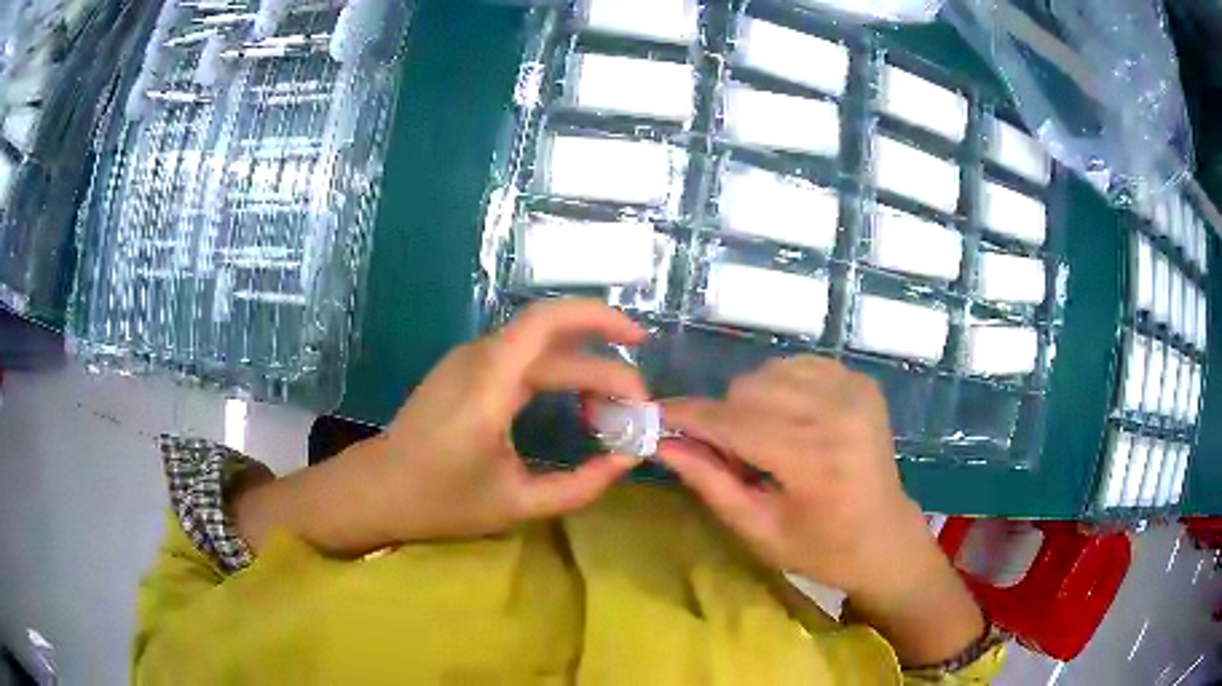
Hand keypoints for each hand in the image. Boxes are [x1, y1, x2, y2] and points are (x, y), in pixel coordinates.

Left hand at [235, 299, 648, 554]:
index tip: (642, 342)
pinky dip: (558, 374)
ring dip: (582, 369)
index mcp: (489, 383)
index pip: (549, 321)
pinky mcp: (464, 370)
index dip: (600, 318)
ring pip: (540, 347)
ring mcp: (469, 360)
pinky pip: (522, 359)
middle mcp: (480, 358)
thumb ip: (579, 485)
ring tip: (612, 410)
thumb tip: (626, 460)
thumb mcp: (517, 504)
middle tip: (636, 408)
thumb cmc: (440, 500)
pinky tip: (575, 403)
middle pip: (556, 340)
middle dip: (604, 367)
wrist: (377, 490)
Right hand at [657, 356, 927, 593]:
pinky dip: (779, 389)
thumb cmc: (822, 549)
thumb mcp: (758, 531)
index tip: (653, 417)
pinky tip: (787, 421)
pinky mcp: (860, 382)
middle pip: (748, 390)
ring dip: (750, 404)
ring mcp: (854, 390)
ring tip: (762, 442)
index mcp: (815, 459)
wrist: (886, 537)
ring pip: (768, 373)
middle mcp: (838, 412)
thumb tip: (661, 444)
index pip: (733, 424)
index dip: (687, 418)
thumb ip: (710, 483)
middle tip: (724, 456)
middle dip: (721, 419)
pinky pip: (796, 367)